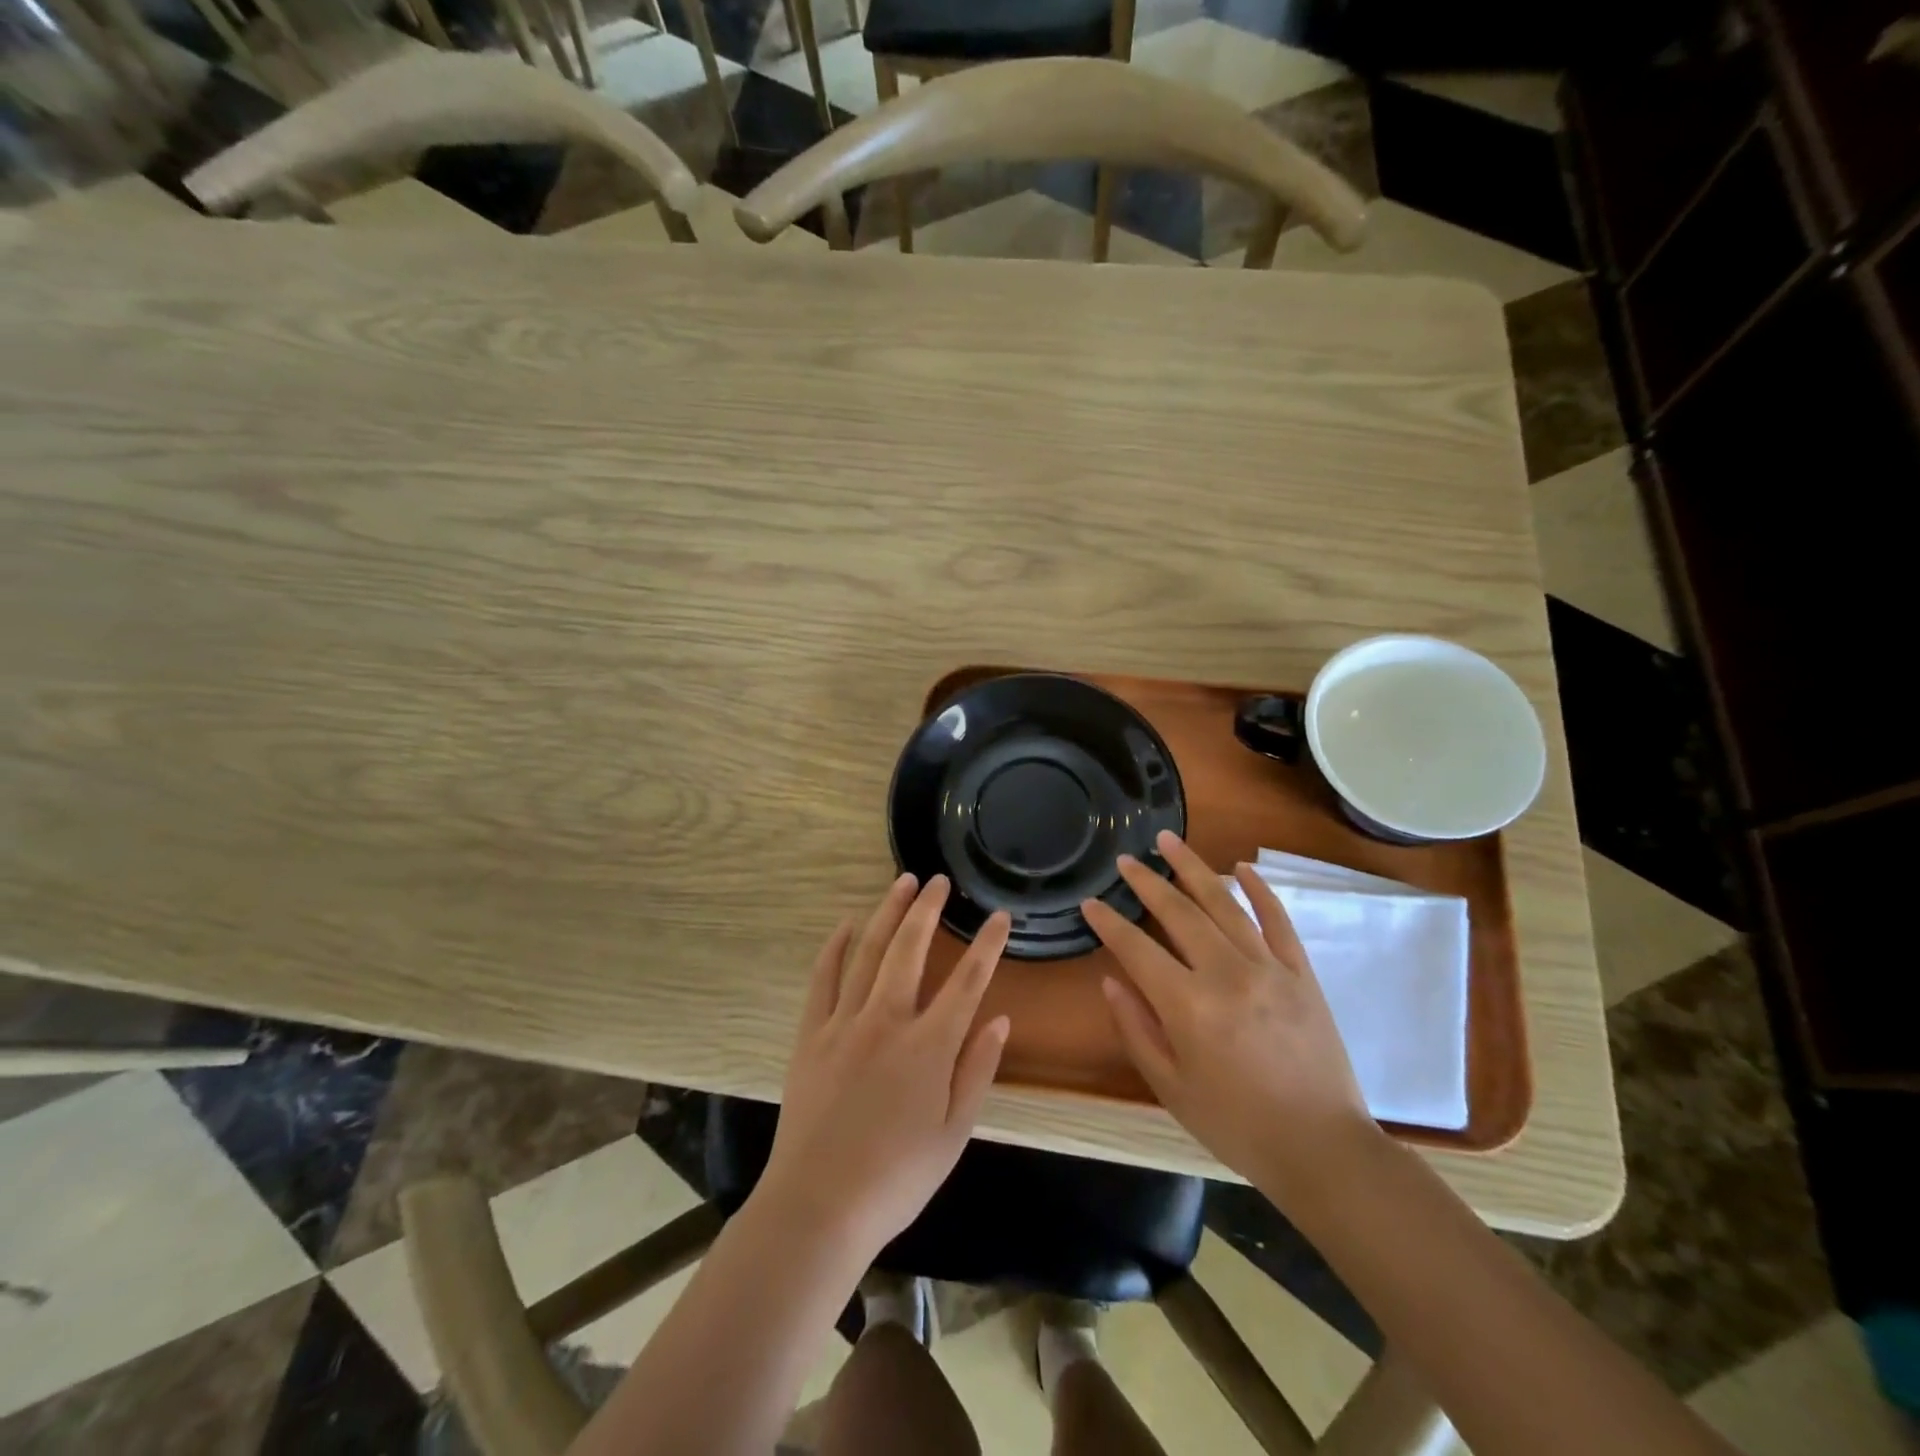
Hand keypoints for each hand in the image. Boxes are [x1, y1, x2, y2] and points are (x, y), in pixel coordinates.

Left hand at [759, 874, 1011, 1258]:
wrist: (818, 1206)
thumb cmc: (896, 1178)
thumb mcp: (954, 1134)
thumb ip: (977, 1071)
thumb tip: (1001, 1020)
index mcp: (929, 1046)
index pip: (968, 981)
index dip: (987, 945)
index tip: (999, 916)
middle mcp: (888, 1021)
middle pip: (910, 949)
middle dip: (928, 909)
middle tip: (939, 880)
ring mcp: (845, 1023)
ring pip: (869, 952)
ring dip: (887, 913)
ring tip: (902, 883)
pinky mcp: (811, 1034)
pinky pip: (823, 979)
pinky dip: (835, 947)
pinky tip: (846, 925)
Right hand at [1082, 831, 1379, 1195]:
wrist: (1321, 1149)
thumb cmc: (1236, 1125)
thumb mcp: (1171, 1087)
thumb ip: (1136, 1029)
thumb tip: (1111, 980)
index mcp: (1189, 1006)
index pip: (1137, 949)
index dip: (1109, 924)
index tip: (1090, 903)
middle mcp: (1227, 974)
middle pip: (1179, 914)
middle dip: (1147, 882)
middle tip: (1125, 859)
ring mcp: (1269, 968)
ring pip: (1225, 904)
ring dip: (1194, 869)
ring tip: (1169, 841)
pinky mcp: (1302, 974)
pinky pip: (1278, 921)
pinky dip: (1260, 890)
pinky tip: (1243, 867)